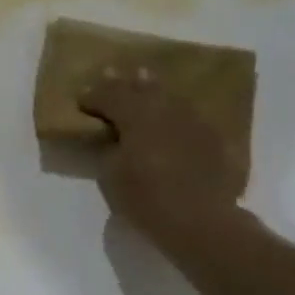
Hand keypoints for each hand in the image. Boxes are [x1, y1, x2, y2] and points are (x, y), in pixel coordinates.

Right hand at [79, 68, 247, 256]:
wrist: (202, 222)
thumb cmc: (147, 199)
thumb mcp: (110, 176)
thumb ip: (108, 149)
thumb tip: (113, 138)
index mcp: (135, 115)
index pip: (108, 96)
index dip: (92, 96)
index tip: (80, 100)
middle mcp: (165, 109)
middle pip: (141, 88)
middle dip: (123, 82)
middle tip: (111, 73)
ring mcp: (193, 121)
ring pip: (168, 96)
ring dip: (152, 89)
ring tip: (144, 80)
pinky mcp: (213, 138)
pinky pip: (188, 115)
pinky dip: (175, 112)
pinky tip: (173, 116)